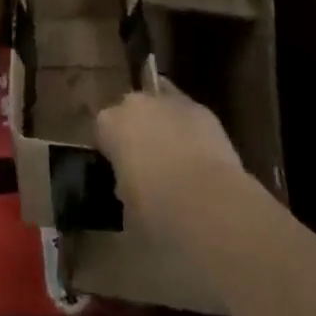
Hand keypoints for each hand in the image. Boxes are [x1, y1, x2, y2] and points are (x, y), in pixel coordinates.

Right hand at [96, 89, 252, 241]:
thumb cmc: (159, 213)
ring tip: (177, 159)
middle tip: (149, 164)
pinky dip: (191, 130)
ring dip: (165, 125)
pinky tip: (201, 157)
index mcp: (110, 124)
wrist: (212, 207)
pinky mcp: (203, 110)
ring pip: (161, 106)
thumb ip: (124, 186)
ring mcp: (170, 102)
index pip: (103, 130)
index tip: (121, 173)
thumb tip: (133, 187)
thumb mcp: (127, 210)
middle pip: (131, 110)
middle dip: (138, 131)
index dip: (112, 151)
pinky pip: (189, 115)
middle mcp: (136, 103)